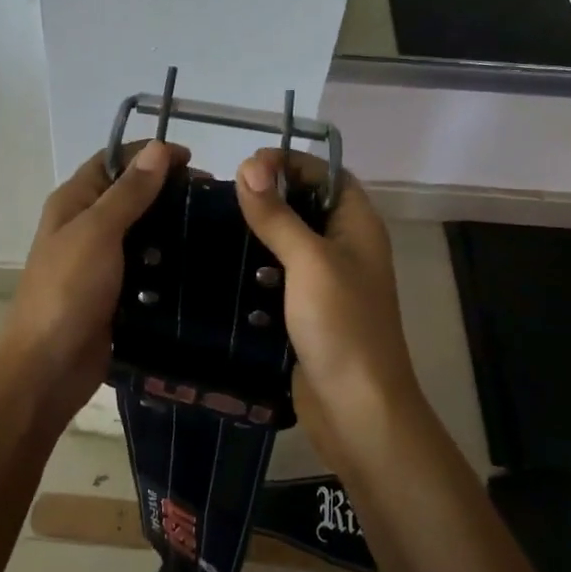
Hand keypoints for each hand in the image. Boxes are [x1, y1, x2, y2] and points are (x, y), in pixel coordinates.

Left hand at [0, 141, 186, 421]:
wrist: (48, 368)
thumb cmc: (67, 290)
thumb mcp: (98, 232)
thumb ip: (129, 192)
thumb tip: (159, 148)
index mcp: (74, 202)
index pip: (113, 160)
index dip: (149, 154)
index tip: (194, 160)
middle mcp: (86, 226)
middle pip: (131, 195)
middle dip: (168, 190)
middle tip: (213, 198)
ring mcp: (101, 262)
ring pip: (143, 232)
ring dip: (173, 227)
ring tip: (217, 228)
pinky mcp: (118, 293)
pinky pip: (148, 267)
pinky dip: (171, 262)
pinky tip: (203, 263)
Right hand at [234, 149, 421, 463]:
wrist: (357, 410)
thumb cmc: (341, 325)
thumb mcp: (308, 260)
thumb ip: (277, 214)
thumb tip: (248, 165)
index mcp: (357, 225)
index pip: (327, 173)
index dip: (291, 161)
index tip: (247, 164)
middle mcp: (344, 246)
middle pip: (305, 204)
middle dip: (267, 194)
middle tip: (222, 195)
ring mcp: (325, 281)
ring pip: (288, 240)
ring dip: (256, 231)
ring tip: (213, 224)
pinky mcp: (305, 310)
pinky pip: (277, 274)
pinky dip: (253, 266)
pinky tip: (221, 265)